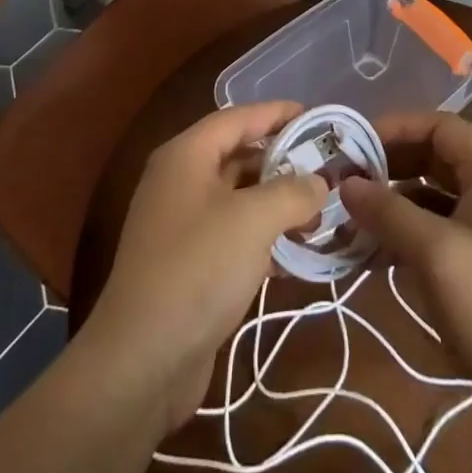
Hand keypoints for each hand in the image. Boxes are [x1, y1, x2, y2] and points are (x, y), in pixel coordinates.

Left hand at [79, 101, 326, 432]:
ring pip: (238, 199)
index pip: (237, 118)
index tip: (317, 117)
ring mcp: (182, 225)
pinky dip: (264, 236)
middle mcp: (180, 182)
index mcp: (186, 156)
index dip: (276, 113)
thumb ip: (292, 192)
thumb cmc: (198, 268)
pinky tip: (297, 252)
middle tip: (328, 169)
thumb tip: (319, 181)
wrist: (143, 359)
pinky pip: (234, 235)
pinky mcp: (190, 264)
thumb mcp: (253, 220)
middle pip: (238, 157)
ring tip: (322, 211)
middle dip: (283, 161)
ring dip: (277, 203)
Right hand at [340, 111, 471, 420]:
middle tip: (347, 179)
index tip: (357, 143)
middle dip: (390, 165)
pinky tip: (372, 253)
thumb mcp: (434, 253)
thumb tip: (345, 184)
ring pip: (431, 198)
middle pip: (434, 159)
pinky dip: (405, 235)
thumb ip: (388, 211)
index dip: (398, 126)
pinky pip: (436, 233)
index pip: (441, 127)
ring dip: (392, 202)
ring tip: (351, 216)